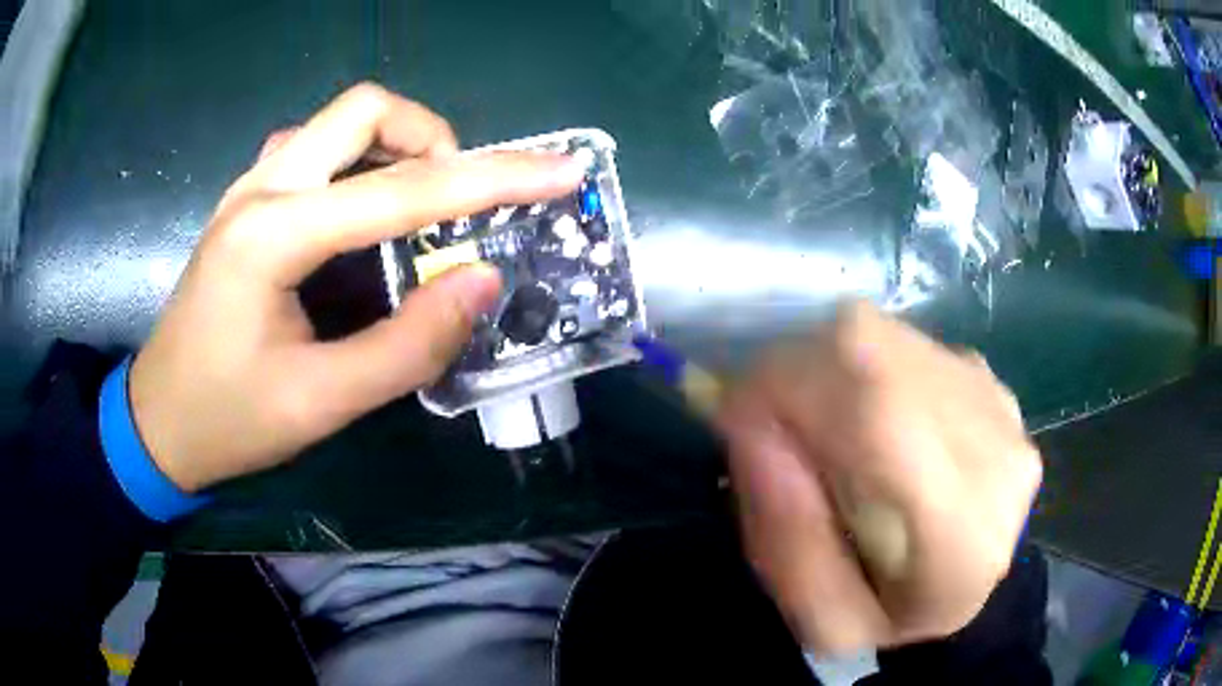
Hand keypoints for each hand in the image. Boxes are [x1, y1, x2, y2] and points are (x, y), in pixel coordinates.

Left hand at [130, 83, 585, 491]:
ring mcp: (248, 187)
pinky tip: (362, 208)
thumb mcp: (322, 403)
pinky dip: (359, 160)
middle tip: (457, 198)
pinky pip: (315, 148)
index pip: (403, 189)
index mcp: (273, 236)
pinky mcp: (246, 201)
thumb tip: (480, 281)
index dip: (494, 178)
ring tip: (418, 204)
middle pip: (365, 110)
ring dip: (394, 145)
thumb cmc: (229, 420)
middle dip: (431, 138)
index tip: (560, 170)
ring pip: (338, 121)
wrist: (158, 421)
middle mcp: (261, 188)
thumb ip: (407, 345)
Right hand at [717, 303, 1040, 654]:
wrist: (964, 590)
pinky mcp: (994, 381)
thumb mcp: (822, 623)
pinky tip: (869, 420)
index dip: (792, 387)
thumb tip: (754, 427)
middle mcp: (999, 458)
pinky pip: (906, 344)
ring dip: (828, 369)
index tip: (734, 410)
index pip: (880, 417)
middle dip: (797, 373)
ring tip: (822, 429)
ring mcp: (1002, 410)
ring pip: (887, 339)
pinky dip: (862, 367)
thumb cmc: (892, 618)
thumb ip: (787, 538)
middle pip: (878, 357)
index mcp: (963, 540)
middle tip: (769, 423)